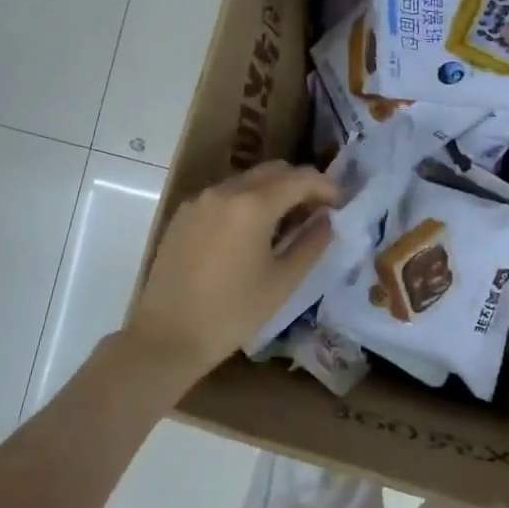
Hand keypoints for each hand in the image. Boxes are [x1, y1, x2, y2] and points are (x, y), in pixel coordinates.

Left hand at [124, 163, 338, 386]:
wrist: (167, 336)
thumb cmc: (234, 312)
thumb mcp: (283, 281)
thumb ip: (312, 243)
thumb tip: (328, 220)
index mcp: (253, 205)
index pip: (301, 179)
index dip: (327, 187)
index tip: (341, 204)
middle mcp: (224, 191)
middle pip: (273, 171)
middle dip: (300, 184)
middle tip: (317, 211)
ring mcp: (200, 201)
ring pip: (247, 181)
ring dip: (273, 192)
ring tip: (287, 223)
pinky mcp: (184, 215)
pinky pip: (224, 196)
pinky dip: (246, 202)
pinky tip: (252, 233)